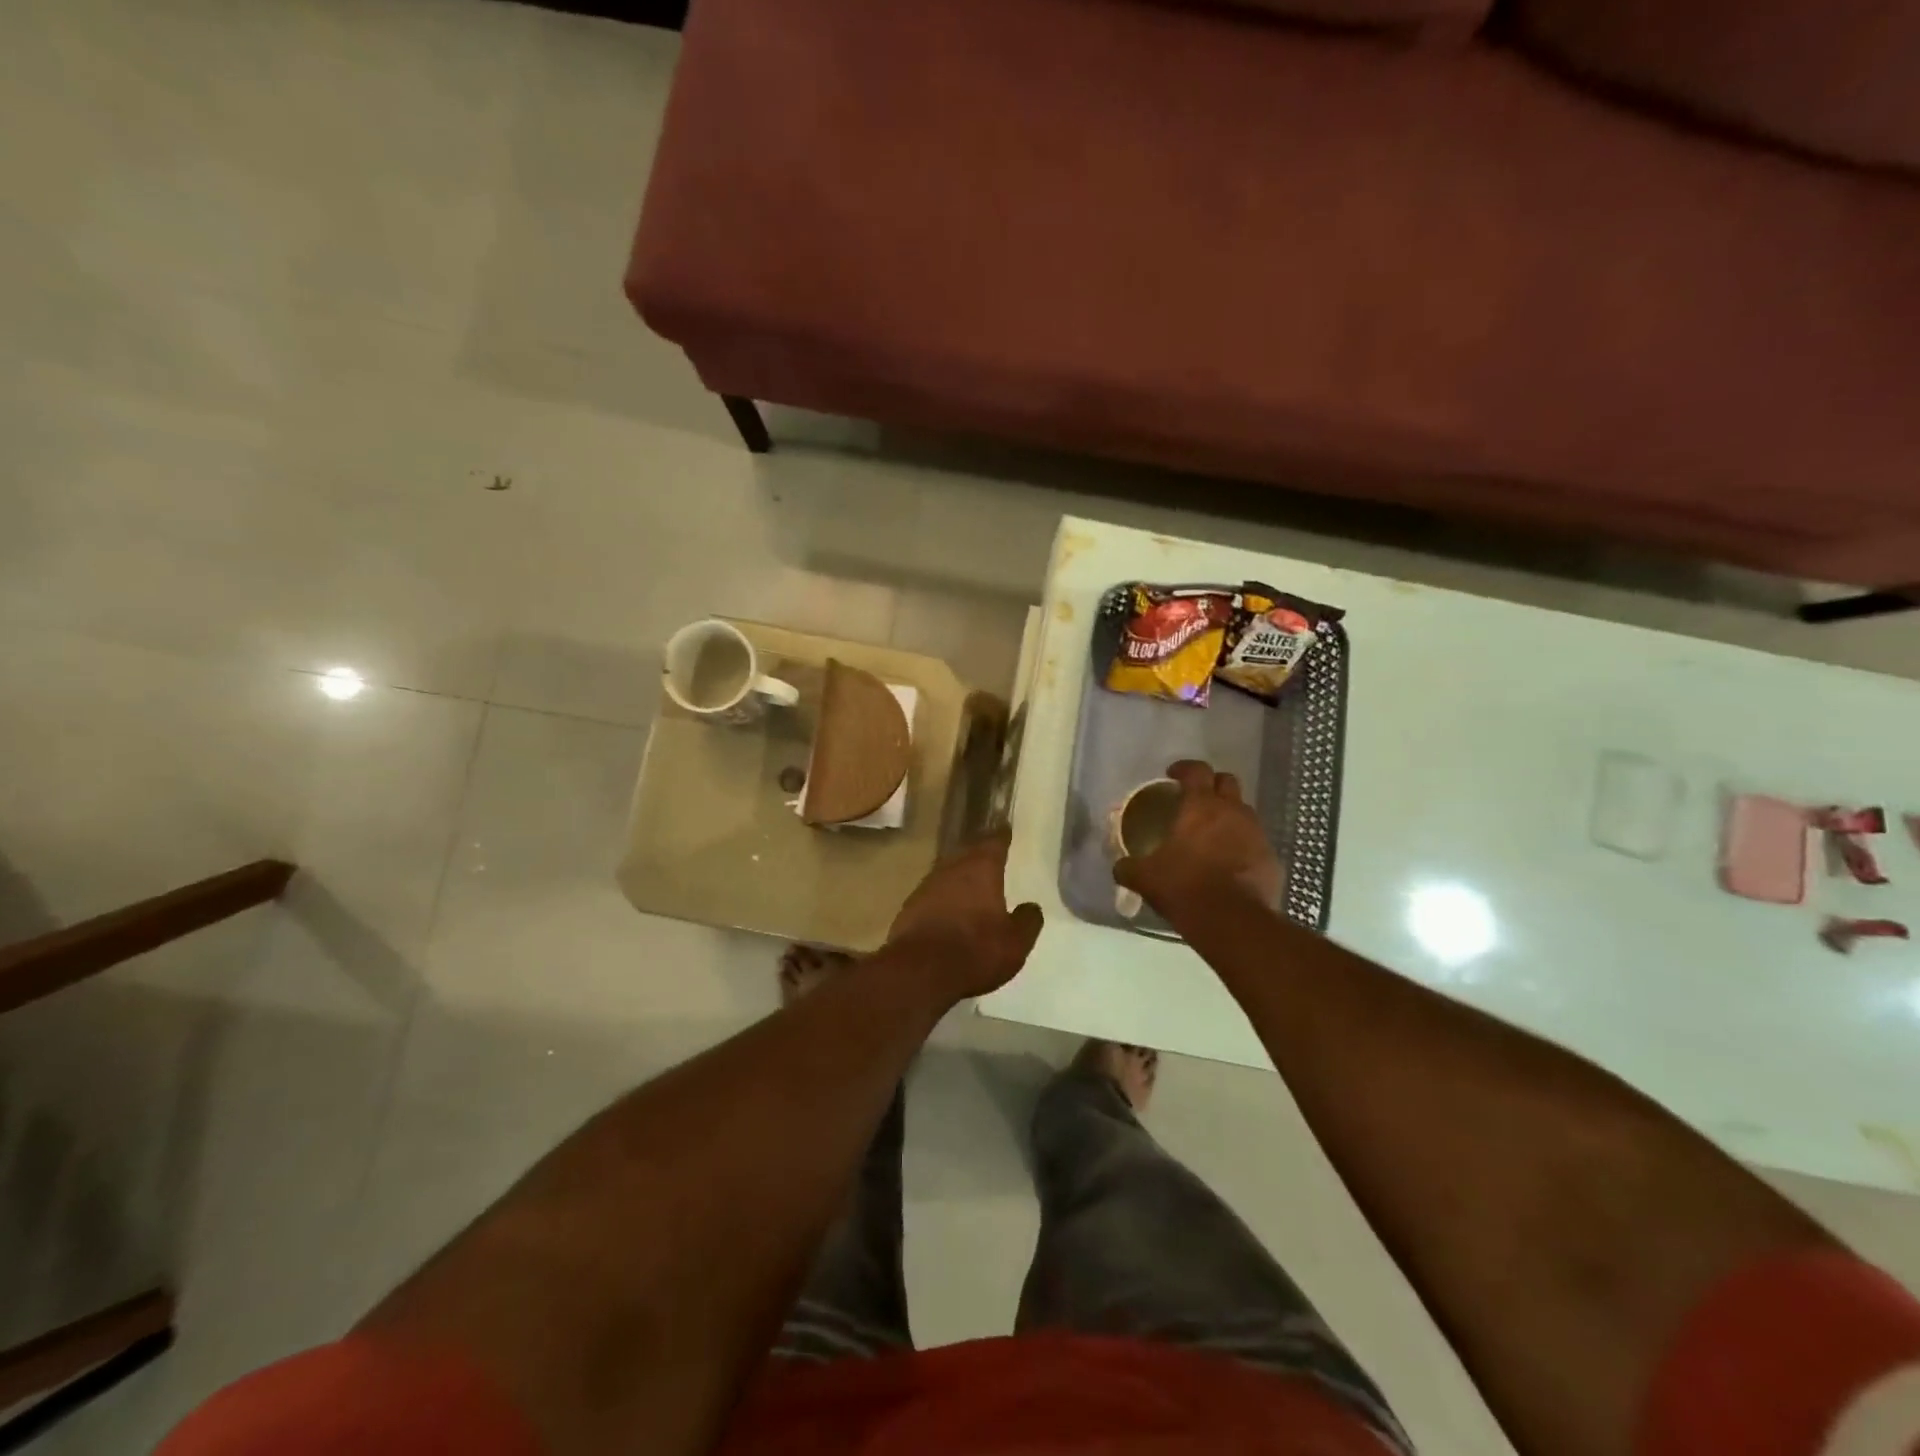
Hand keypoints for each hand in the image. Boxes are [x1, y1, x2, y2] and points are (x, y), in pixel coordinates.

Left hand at [886, 830, 1043, 1002]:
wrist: (920, 971)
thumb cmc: (976, 950)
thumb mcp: (1015, 942)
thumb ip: (1027, 921)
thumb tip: (1031, 907)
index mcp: (981, 869)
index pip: (994, 842)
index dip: (1002, 836)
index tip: (1006, 829)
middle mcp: (952, 869)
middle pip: (968, 853)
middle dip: (979, 853)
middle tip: (990, 854)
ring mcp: (927, 886)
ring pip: (948, 872)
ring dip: (959, 876)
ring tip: (971, 882)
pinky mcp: (910, 907)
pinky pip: (933, 894)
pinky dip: (944, 897)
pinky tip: (948, 909)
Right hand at [1115, 760, 1282, 914]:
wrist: (1232, 922)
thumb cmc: (1184, 887)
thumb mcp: (1145, 878)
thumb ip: (1129, 867)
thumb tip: (1120, 867)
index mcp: (1201, 806)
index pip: (1196, 770)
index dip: (1183, 768)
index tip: (1172, 775)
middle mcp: (1233, 811)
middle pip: (1227, 781)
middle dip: (1212, 785)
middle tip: (1196, 800)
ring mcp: (1257, 834)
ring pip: (1244, 812)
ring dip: (1229, 816)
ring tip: (1212, 835)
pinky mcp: (1271, 858)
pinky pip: (1255, 842)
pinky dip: (1242, 846)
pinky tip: (1229, 864)